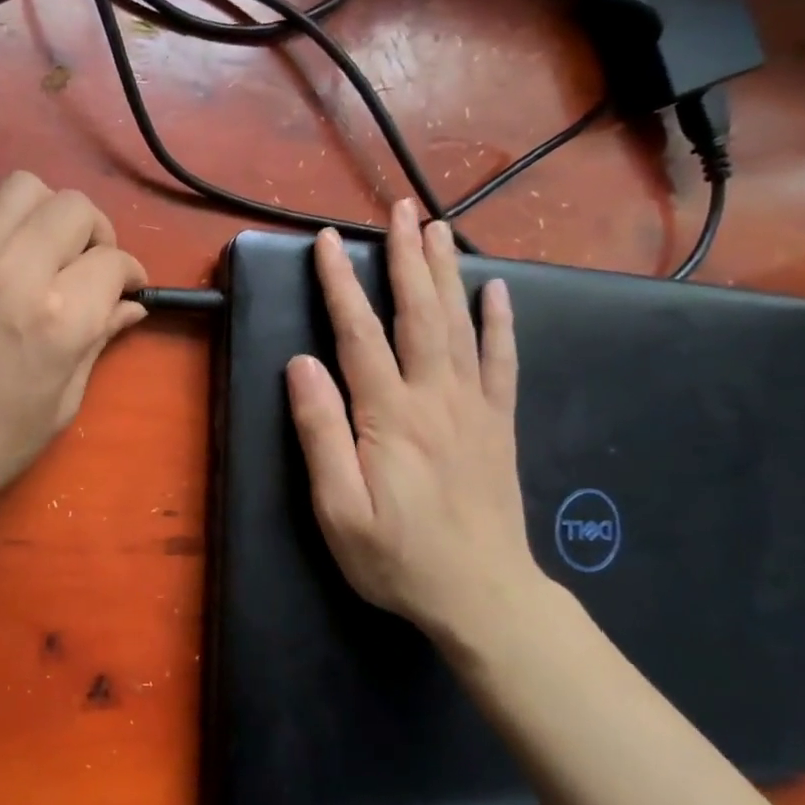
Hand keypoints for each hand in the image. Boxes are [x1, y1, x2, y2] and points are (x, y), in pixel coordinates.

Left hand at [0, 172, 146, 534]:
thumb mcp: (60, 404)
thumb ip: (97, 342)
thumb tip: (129, 307)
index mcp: (58, 318)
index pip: (113, 262)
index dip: (132, 276)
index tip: (130, 293)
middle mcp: (18, 270)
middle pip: (75, 207)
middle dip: (98, 234)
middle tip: (93, 272)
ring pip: (27, 187)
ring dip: (52, 214)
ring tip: (53, 254)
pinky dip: (8, 217)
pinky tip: (11, 256)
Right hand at [285, 201, 547, 645]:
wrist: (483, 595)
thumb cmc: (397, 558)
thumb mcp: (337, 509)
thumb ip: (320, 433)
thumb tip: (301, 365)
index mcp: (390, 415)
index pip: (359, 334)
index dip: (341, 284)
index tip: (328, 241)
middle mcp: (435, 397)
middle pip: (419, 312)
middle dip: (407, 257)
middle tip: (401, 209)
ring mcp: (474, 407)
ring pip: (460, 325)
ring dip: (448, 272)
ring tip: (440, 228)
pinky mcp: (500, 424)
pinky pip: (503, 362)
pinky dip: (501, 323)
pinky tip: (498, 291)